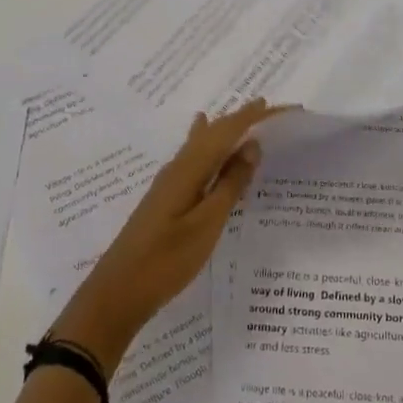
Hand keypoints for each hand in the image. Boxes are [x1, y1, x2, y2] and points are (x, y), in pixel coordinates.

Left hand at [49, 100, 280, 372]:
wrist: (117, 294)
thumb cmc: (166, 260)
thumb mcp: (206, 224)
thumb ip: (230, 184)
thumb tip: (251, 145)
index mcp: (190, 169)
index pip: (227, 131)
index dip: (255, 117)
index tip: (284, 108)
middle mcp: (178, 167)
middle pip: (214, 131)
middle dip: (242, 119)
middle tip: (272, 111)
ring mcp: (169, 183)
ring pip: (202, 143)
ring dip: (226, 130)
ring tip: (246, 119)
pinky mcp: (166, 198)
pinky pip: (195, 158)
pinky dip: (210, 146)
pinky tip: (205, 142)